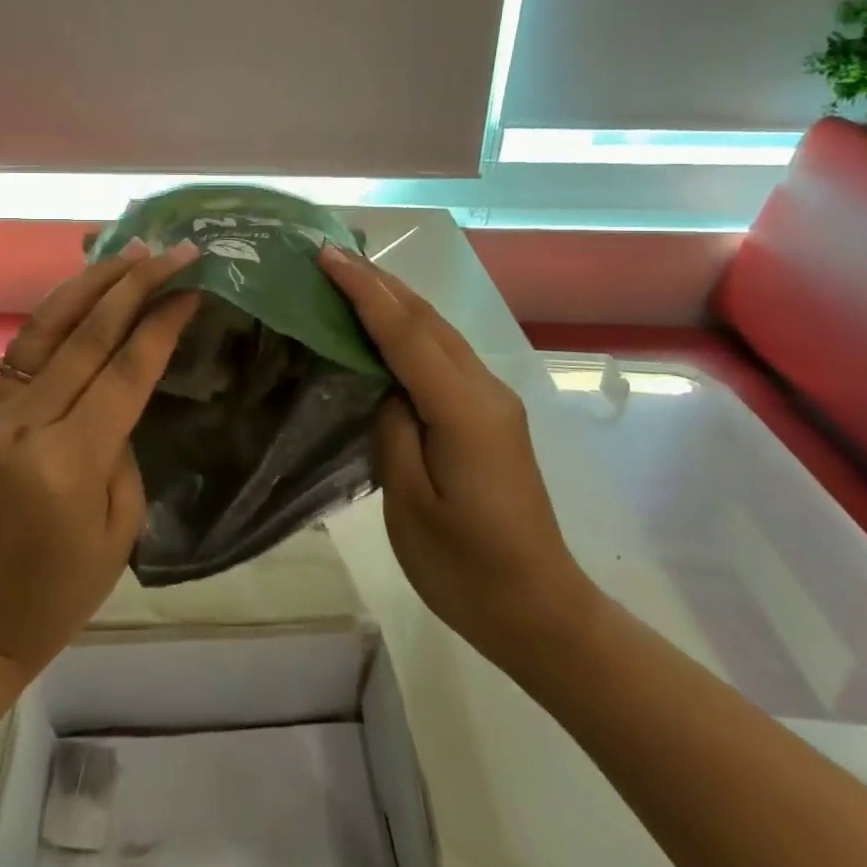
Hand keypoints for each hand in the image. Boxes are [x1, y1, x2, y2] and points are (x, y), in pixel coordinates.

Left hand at [0, 239, 201, 679]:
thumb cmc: (62, 591)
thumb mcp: (120, 526)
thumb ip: (124, 448)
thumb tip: (121, 393)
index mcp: (70, 461)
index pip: (124, 370)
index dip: (161, 324)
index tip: (192, 288)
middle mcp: (29, 423)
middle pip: (87, 335)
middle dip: (134, 285)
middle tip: (172, 251)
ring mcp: (0, 413)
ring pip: (48, 327)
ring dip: (91, 283)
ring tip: (128, 251)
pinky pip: (26, 348)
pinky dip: (59, 310)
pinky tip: (85, 291)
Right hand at [317, 246, 598, 670]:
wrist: (539, 610)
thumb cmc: (466, 568)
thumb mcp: (411, 503)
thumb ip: (393, 429)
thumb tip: (387, 387)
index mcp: (464, 410)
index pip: (406, 332)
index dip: (364, 290)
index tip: (327, 255)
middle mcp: (485, 390)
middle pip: (428, 320)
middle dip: (379, 282)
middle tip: (330, 255)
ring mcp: (493, 401)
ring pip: (439, 332)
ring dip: (395, 301)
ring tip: (350, 279)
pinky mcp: (490, 416)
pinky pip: (444, 357)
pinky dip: (410, 331)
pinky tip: (385, 331)